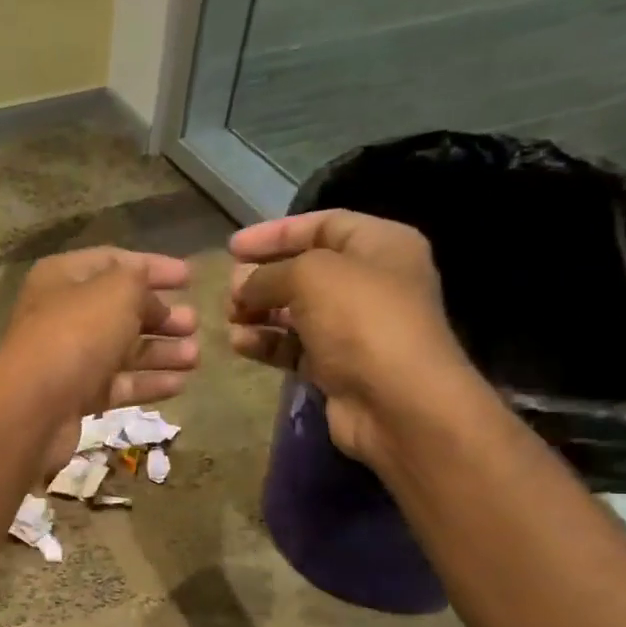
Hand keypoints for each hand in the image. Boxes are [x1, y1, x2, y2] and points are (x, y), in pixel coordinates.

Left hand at [0, 247, 198, 469]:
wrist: (34, 407)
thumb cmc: (77, 335)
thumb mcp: (116, 291)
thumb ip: (139, 281)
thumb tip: (148, 293)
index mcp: (63, 278)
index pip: (114, 262)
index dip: (153, 267)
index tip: (191, 278)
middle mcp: (62, 314)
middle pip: (119, 310)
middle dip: (159, 315)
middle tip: (194, 323)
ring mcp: (67, 358)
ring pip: (121, 350)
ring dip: (160, 352)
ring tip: (195, 356)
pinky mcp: (75, 397)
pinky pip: (117, 384)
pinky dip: (147, 382)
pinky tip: (180, 384)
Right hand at [230, 210, 474, 465]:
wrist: (396, 402)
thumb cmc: (360, 321)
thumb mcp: (310, 276)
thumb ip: (269, 273)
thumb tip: (242, 286)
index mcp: (380, 246)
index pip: (322, 224)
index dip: (275, 233)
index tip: (232, 247)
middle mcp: (370, 282)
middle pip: (306, 270)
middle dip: (263, 277)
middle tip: (229, 289)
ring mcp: (354, 327)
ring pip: (295, 311)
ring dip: (259, 312)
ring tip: (230, 318)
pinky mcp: (337, 366)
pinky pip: (294, 347)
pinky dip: (267, 343)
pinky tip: (240, 344)